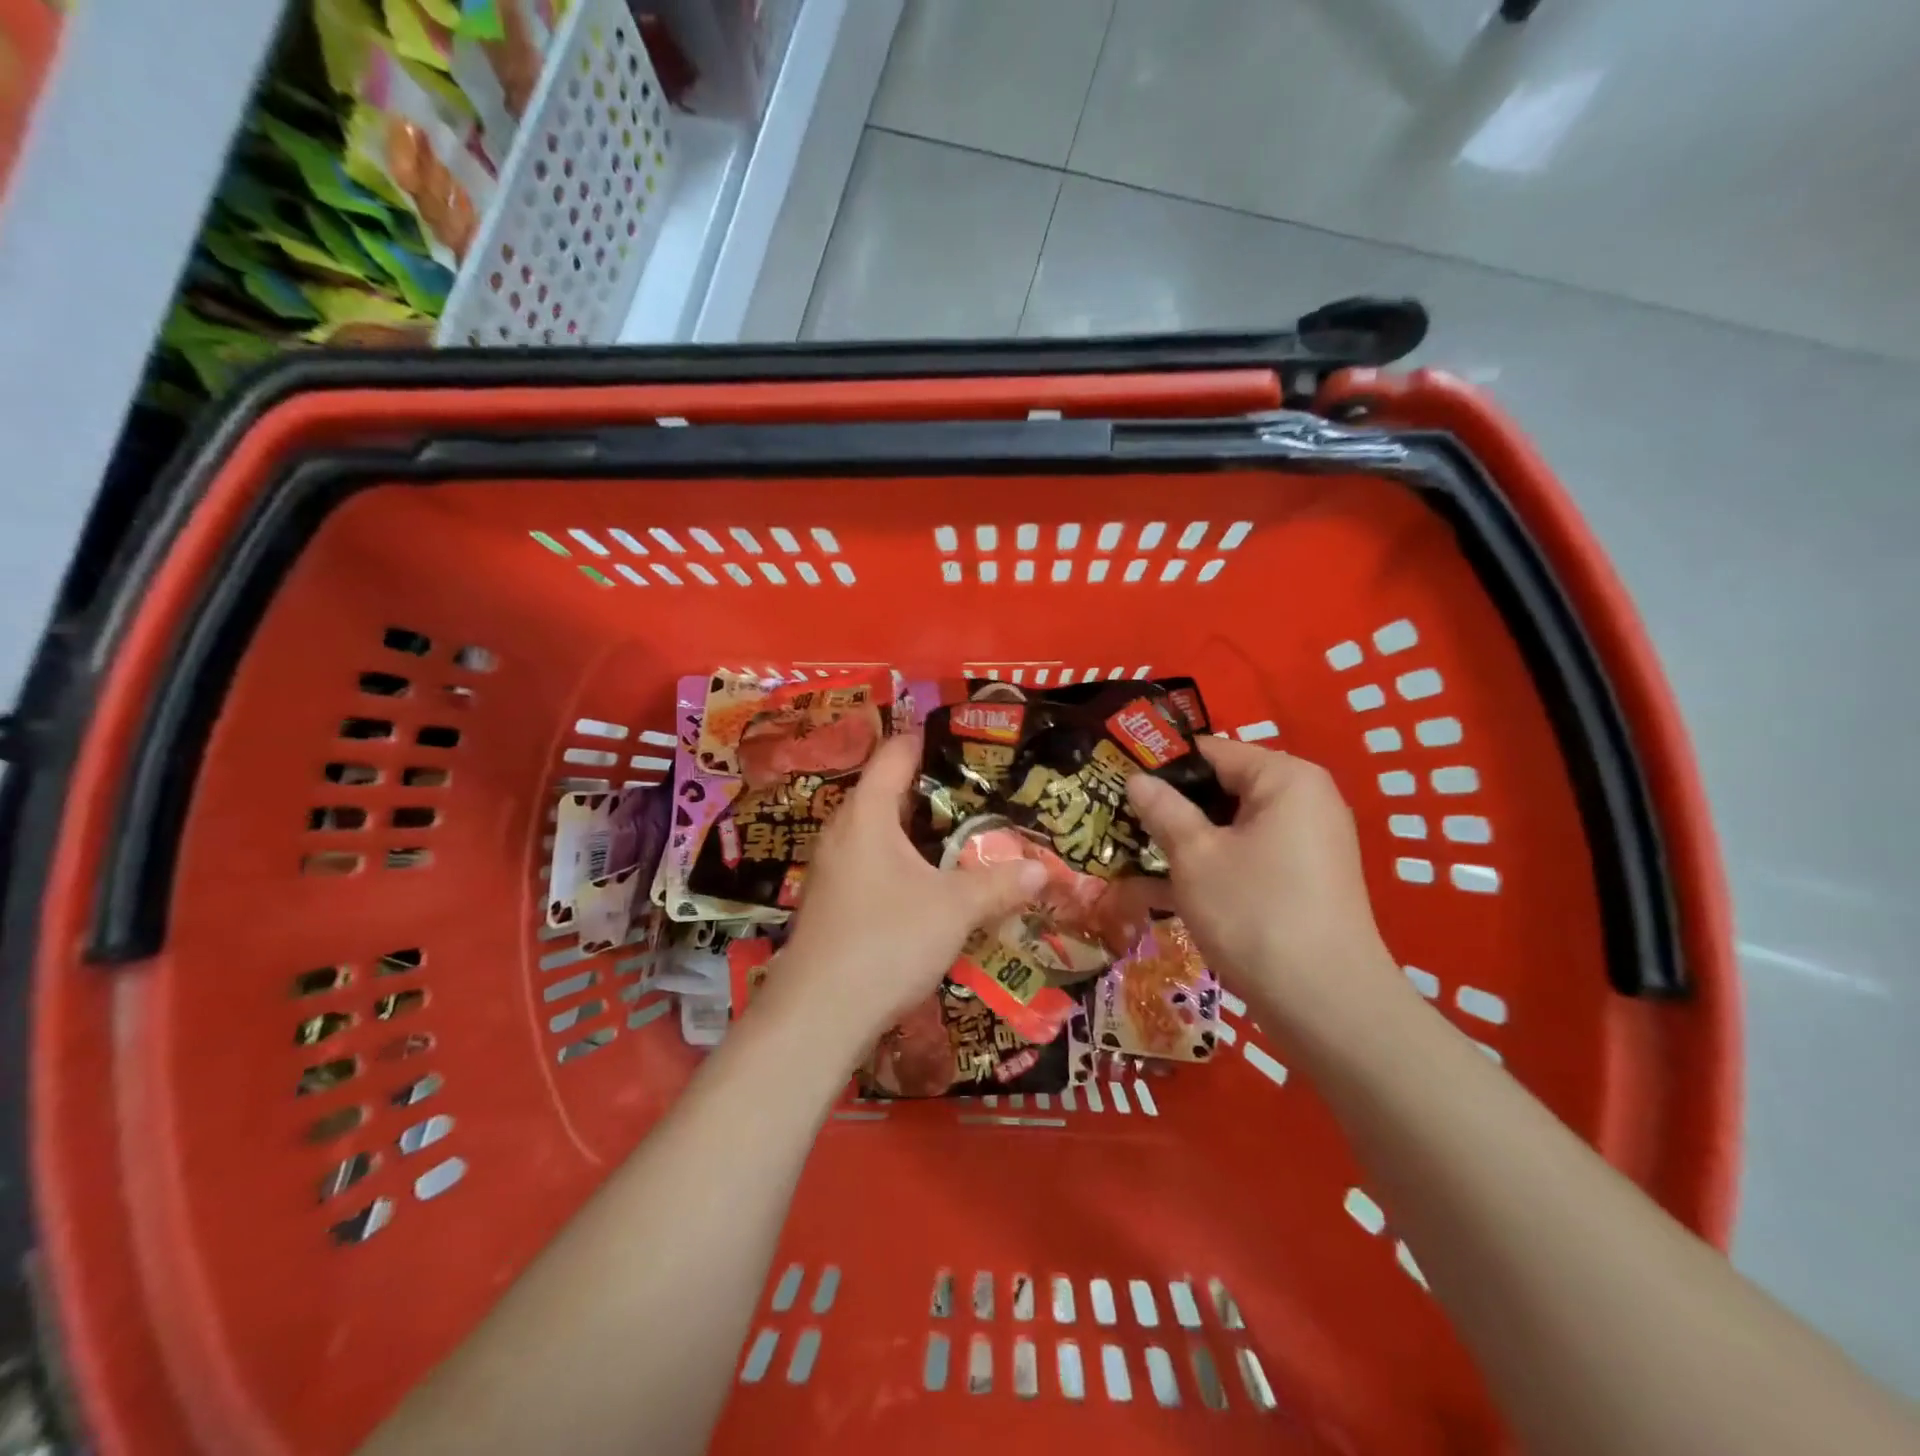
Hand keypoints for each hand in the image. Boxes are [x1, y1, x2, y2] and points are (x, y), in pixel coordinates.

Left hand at [773, 734, 1047, 1049]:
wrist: (818, 1015)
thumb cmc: (886, 942)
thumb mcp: (954, 909)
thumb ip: (999, 883)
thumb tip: (1044, 870)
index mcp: (867, 813)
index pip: (895, 753)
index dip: (929, 739)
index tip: (969, 739)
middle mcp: (843, 831)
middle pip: (888, 790)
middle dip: (934, 788)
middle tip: (982, 790)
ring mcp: (833, 868)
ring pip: (881, 831)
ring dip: (919, 830)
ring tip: (965, 832)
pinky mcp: (833, 901)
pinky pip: (873, 862)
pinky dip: (904, 860)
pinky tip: (932, 882)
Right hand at [1125, 739, 1401, 1022]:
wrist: (1326, 1005)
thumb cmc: (1254, 913)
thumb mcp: (1195, 856)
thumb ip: (1163, 810)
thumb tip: (1136, 779)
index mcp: (1285, 778)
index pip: (1211, 751)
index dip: (1161, 766)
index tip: (1117, 782)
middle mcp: (1305, 801)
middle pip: (1223, 788)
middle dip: (1172, 807)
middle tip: (1120, 823)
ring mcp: (1308, 843)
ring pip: (1232, 827)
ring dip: (1186, 840)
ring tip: (1134, 855)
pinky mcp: (1305, 880)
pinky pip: (1248, 856)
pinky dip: (1212, 865)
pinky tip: (1164, 888)